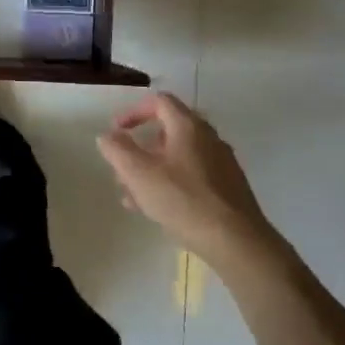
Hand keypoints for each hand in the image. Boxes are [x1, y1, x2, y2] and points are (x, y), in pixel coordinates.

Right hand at [98, 94, 277, 268]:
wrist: (237, 242)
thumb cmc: (183, 200)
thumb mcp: (138, 173)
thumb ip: (117, 149)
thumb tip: (108, 136)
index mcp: (188, 127)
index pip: (159, 102)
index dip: (133, 112)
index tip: (116, 131)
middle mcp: (209, 139)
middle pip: (168, 131)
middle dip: (140, 148)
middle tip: (122, 168)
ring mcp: (221, 164)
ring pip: (178, 158)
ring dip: (152, 169)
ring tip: (132, 195)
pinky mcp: (228, 189)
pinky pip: (192, 177)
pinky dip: (170, 184)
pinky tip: (156, 209)